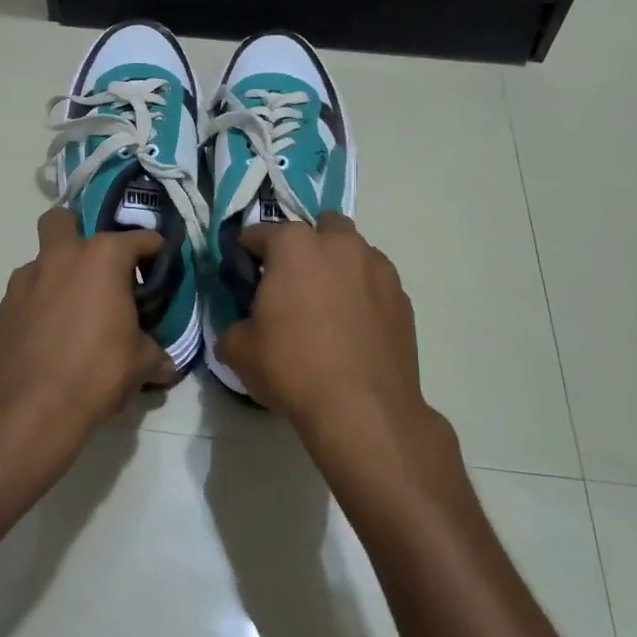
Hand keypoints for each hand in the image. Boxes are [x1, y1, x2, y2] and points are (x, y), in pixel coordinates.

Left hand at [0, 207, 178, 520]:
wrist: (26, 409)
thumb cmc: (95, 373)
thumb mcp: (141, 364)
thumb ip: (156, 353)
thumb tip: (167, 364)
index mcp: (103, 257)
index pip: (140, 239)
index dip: (155, 251)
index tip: (161, 266)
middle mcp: (62, 256)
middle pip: (65, 220)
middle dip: (81, 232)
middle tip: (100, 268)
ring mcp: (27, 278)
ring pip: (43, 258)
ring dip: (60, 272)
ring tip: (76, 309)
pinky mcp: (4, 306)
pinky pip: (29, 291)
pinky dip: (42, 301)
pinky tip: (53, 333)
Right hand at [215, 214, 439, 459]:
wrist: (363, 409)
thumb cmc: (293, 368)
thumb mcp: (240, 351)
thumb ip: (234, 328)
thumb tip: (239, 330)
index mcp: (294, 245)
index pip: (259, 233)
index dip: (246, 252)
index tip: (244, 274)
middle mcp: (339, 245)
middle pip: (320, 227)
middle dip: (306, 246)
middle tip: (293, 283)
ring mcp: (378, 268)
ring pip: (354, 252)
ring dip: (339, 267)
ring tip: (328, 307)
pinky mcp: (402, 298)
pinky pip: (375, 284)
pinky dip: (364, 295)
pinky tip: (354, 329)